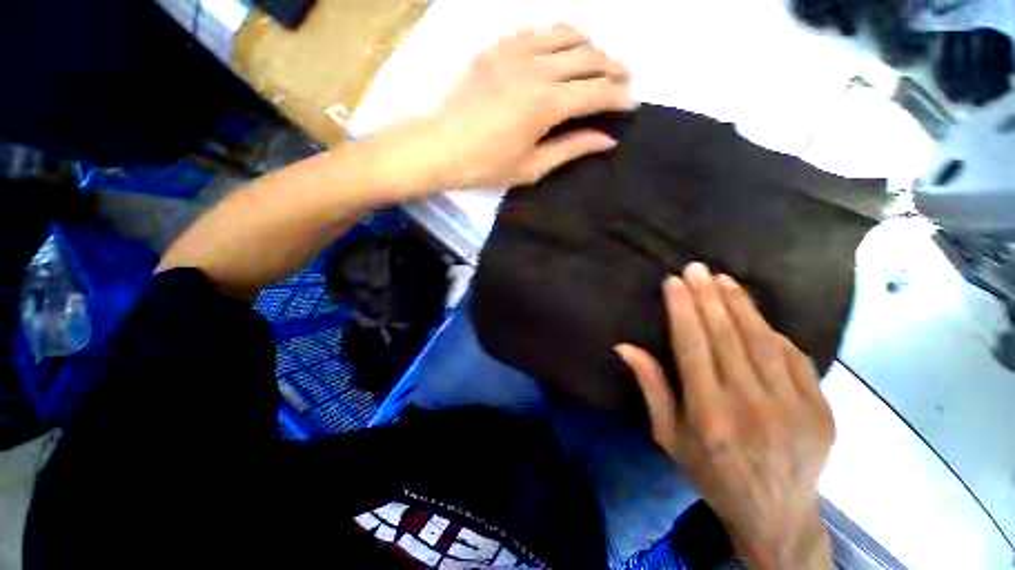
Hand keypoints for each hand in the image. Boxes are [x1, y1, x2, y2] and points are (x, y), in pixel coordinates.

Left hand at [395, 24, 633, 191]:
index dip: (620, 97)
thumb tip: (606, 140)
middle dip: (613, 69)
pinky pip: (537, 31)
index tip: (632, 103)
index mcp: (545, 104)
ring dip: (589, 48)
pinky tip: (559, 51)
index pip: (597, 92)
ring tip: (597, 63)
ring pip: (566, 36)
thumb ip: (571, 149)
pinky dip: (556, 38)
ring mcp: (514, 52)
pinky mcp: (496, 47)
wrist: (440, 147)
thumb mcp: (532, 167)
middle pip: (588, 57)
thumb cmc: (486, 165)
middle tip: (624, 81)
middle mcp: (535, 68)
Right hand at [615, 263, 834, 569]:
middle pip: (727, 336)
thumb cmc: (711, 473)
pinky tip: (754, 314)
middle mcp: (752, 405)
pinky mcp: (821, 408)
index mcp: (710, 414)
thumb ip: (651, 387)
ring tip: (723, 280)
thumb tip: (625, 347)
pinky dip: (770, 330)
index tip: (674, 282)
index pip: (693, 346)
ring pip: (762, 340)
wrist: (776, 513)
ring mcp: (794, 406)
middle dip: (708, 296)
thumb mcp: (668, 435)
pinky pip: (793, 357)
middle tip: (697, 268)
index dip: (682, 310)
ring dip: (740, 304)